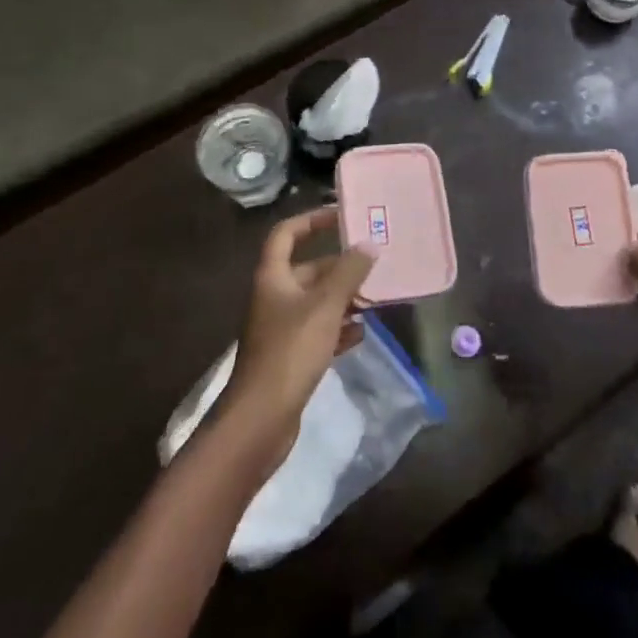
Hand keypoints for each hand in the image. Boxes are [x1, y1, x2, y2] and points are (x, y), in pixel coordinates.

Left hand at [219, 208, 375, 473]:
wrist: (260, 420)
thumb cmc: (290, 352)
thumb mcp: (325, 307)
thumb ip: (349, 273)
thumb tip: (369, 245)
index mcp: (272, 276)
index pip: (286, 233)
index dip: (312, 220)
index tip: (342, 216)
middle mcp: (274, 297)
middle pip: (308, 269)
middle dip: (340, 267)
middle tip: (375, 264)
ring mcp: (281, 329)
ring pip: (316, 302)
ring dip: (344, 298)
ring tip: (376, 298)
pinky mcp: (290, 357)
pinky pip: (318, 331)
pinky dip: (339, 328)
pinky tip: (362, 333)